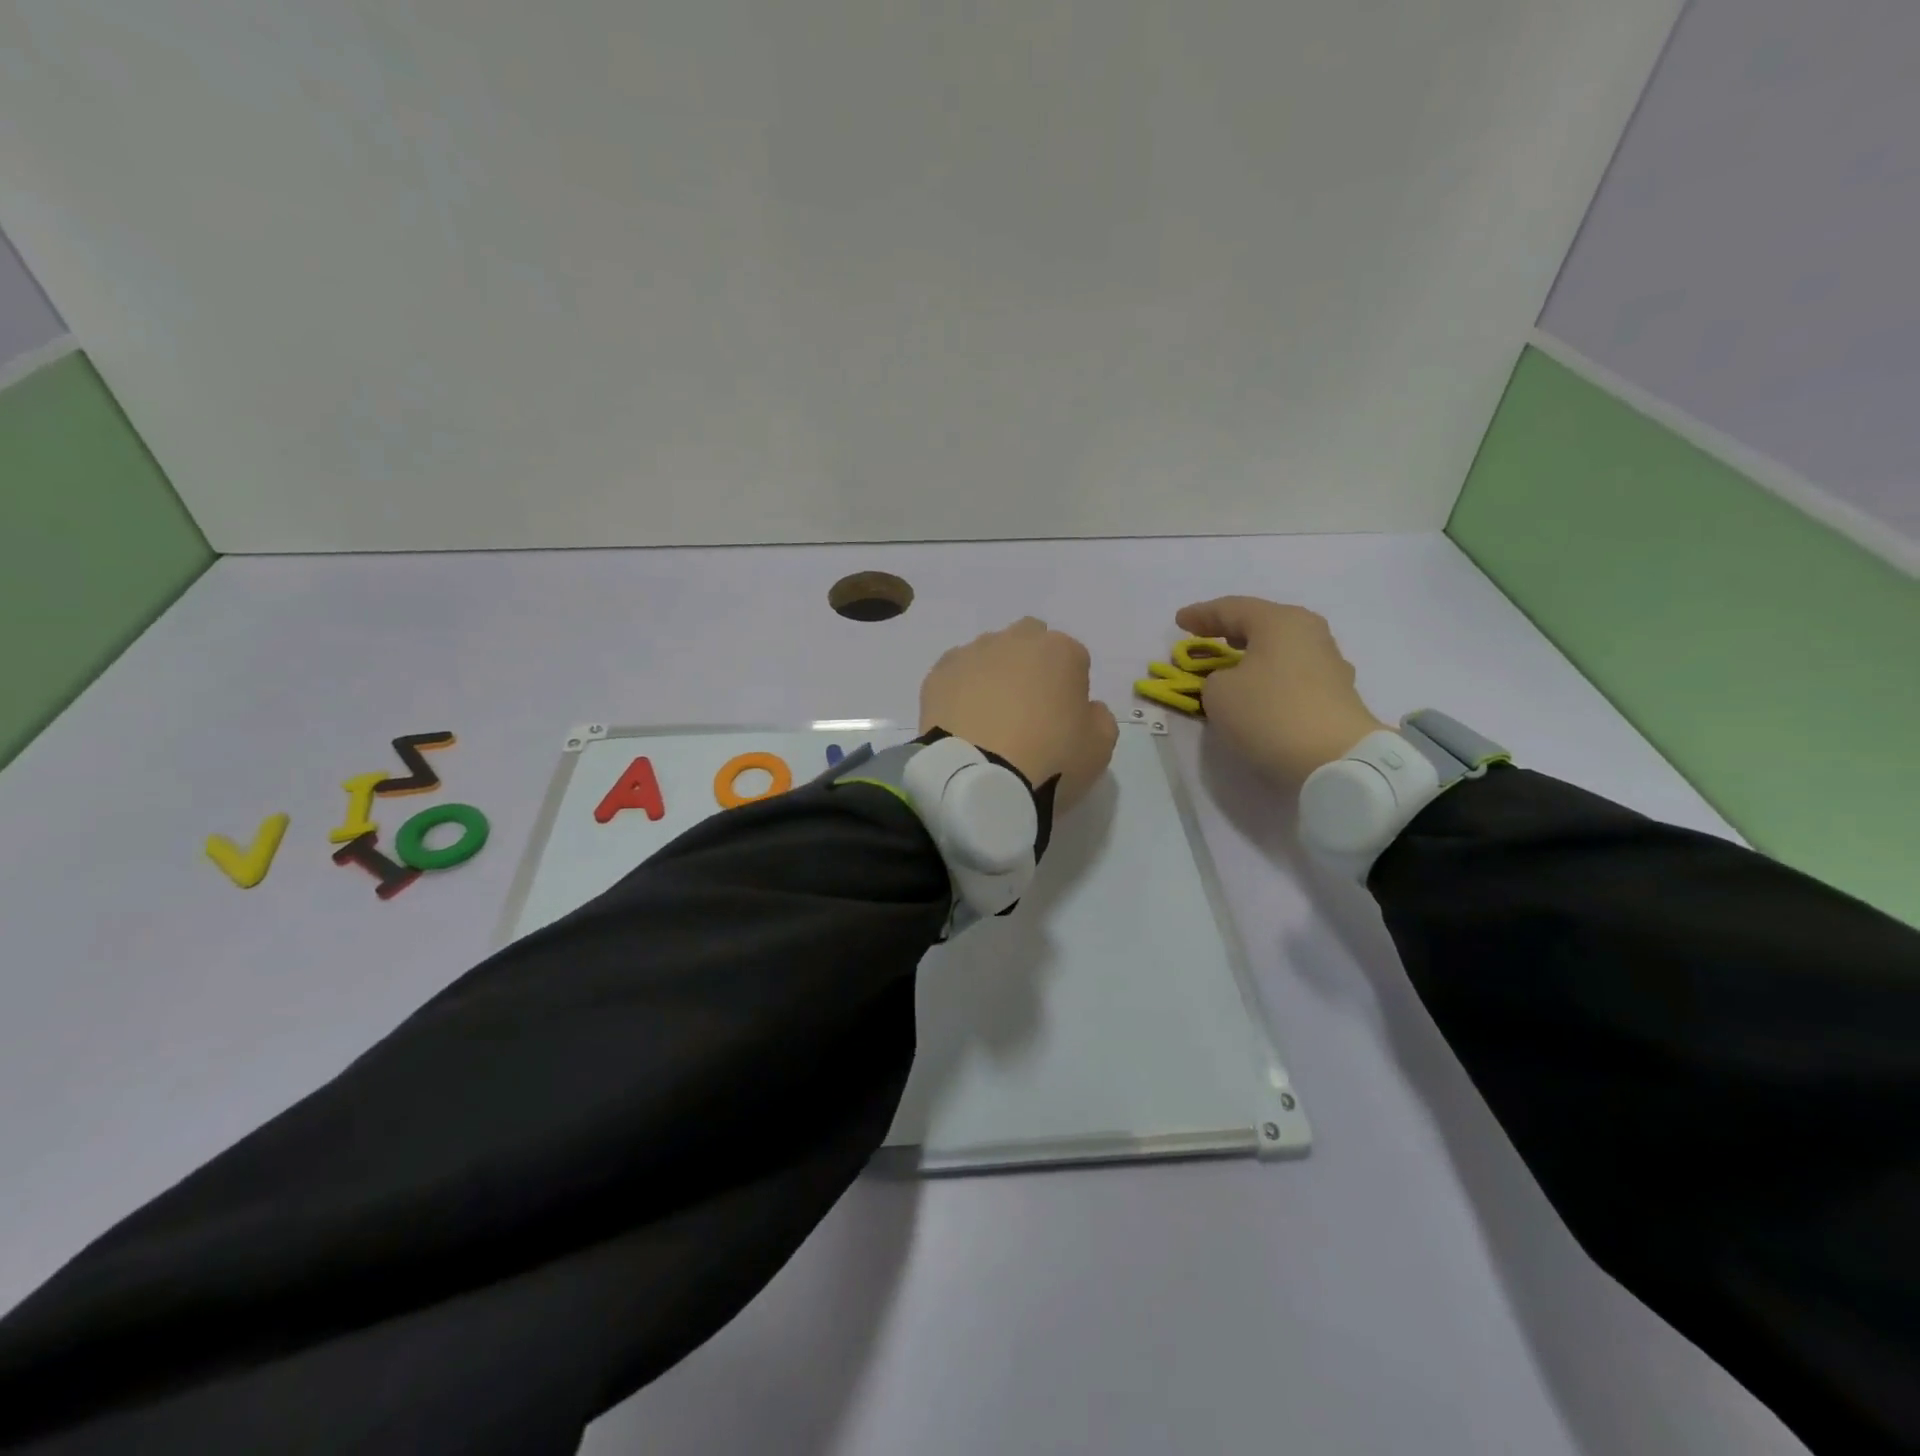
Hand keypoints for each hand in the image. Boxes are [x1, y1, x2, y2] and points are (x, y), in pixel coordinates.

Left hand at [920, 618, 1118, 812]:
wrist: (977, 780)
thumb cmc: (1049, 761)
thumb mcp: (1100, 748)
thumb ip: (1099, 718)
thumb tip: (1084, 708)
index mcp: (1061, 651)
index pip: (1074, 659)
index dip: (1071, 689)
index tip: (1063, 720)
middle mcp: (1016, 640)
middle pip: (1029, 641)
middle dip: (1031, 666)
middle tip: (1027, 710)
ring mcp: (972, 653)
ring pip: (989, 654)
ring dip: (994, 675)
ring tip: (989, 719)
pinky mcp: (938, 674)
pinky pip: (956, 674)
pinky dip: (961, 690)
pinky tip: (963, 721)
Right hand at [1173, 597, 1390, 783]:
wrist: (1335, 759)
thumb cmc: (1269, 713)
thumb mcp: (1218, 693)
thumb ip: (1215, 678)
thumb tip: (1233, 681)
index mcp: (1280, 621)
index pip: (1231, 608)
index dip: (1201, 615)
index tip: (1179, 621)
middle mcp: (1309, 632)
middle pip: (1261, 624)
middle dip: (1230, 631)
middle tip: (1205, 637)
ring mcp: (1328, 662)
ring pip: (1280, 648)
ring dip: (1252, 655)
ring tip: (1231, 664)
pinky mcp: (1336, 692)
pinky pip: (1292, 673)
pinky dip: (1269, 675)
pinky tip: (1258, 689)